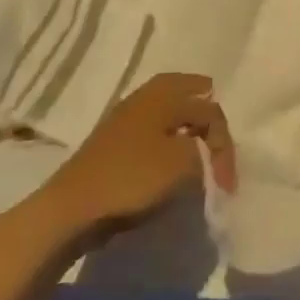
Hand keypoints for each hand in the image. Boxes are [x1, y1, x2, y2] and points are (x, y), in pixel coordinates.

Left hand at [14, 73, 235, 253]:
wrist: (71, 209)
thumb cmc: (132, 178)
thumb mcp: (183, 165)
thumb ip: (205, 153)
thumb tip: (205, 154)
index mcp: (164, 96)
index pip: (210, 111)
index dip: (224, 145)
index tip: (227, 181)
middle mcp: (145, 97)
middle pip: (185, 91)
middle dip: (204, 107)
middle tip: (218, 126)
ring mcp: (125, 118)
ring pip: (166, 108)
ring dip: (184, 122)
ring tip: (198, 142)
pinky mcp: (113, 142)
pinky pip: (151, 127)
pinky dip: (167, 135)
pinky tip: (170, 155)